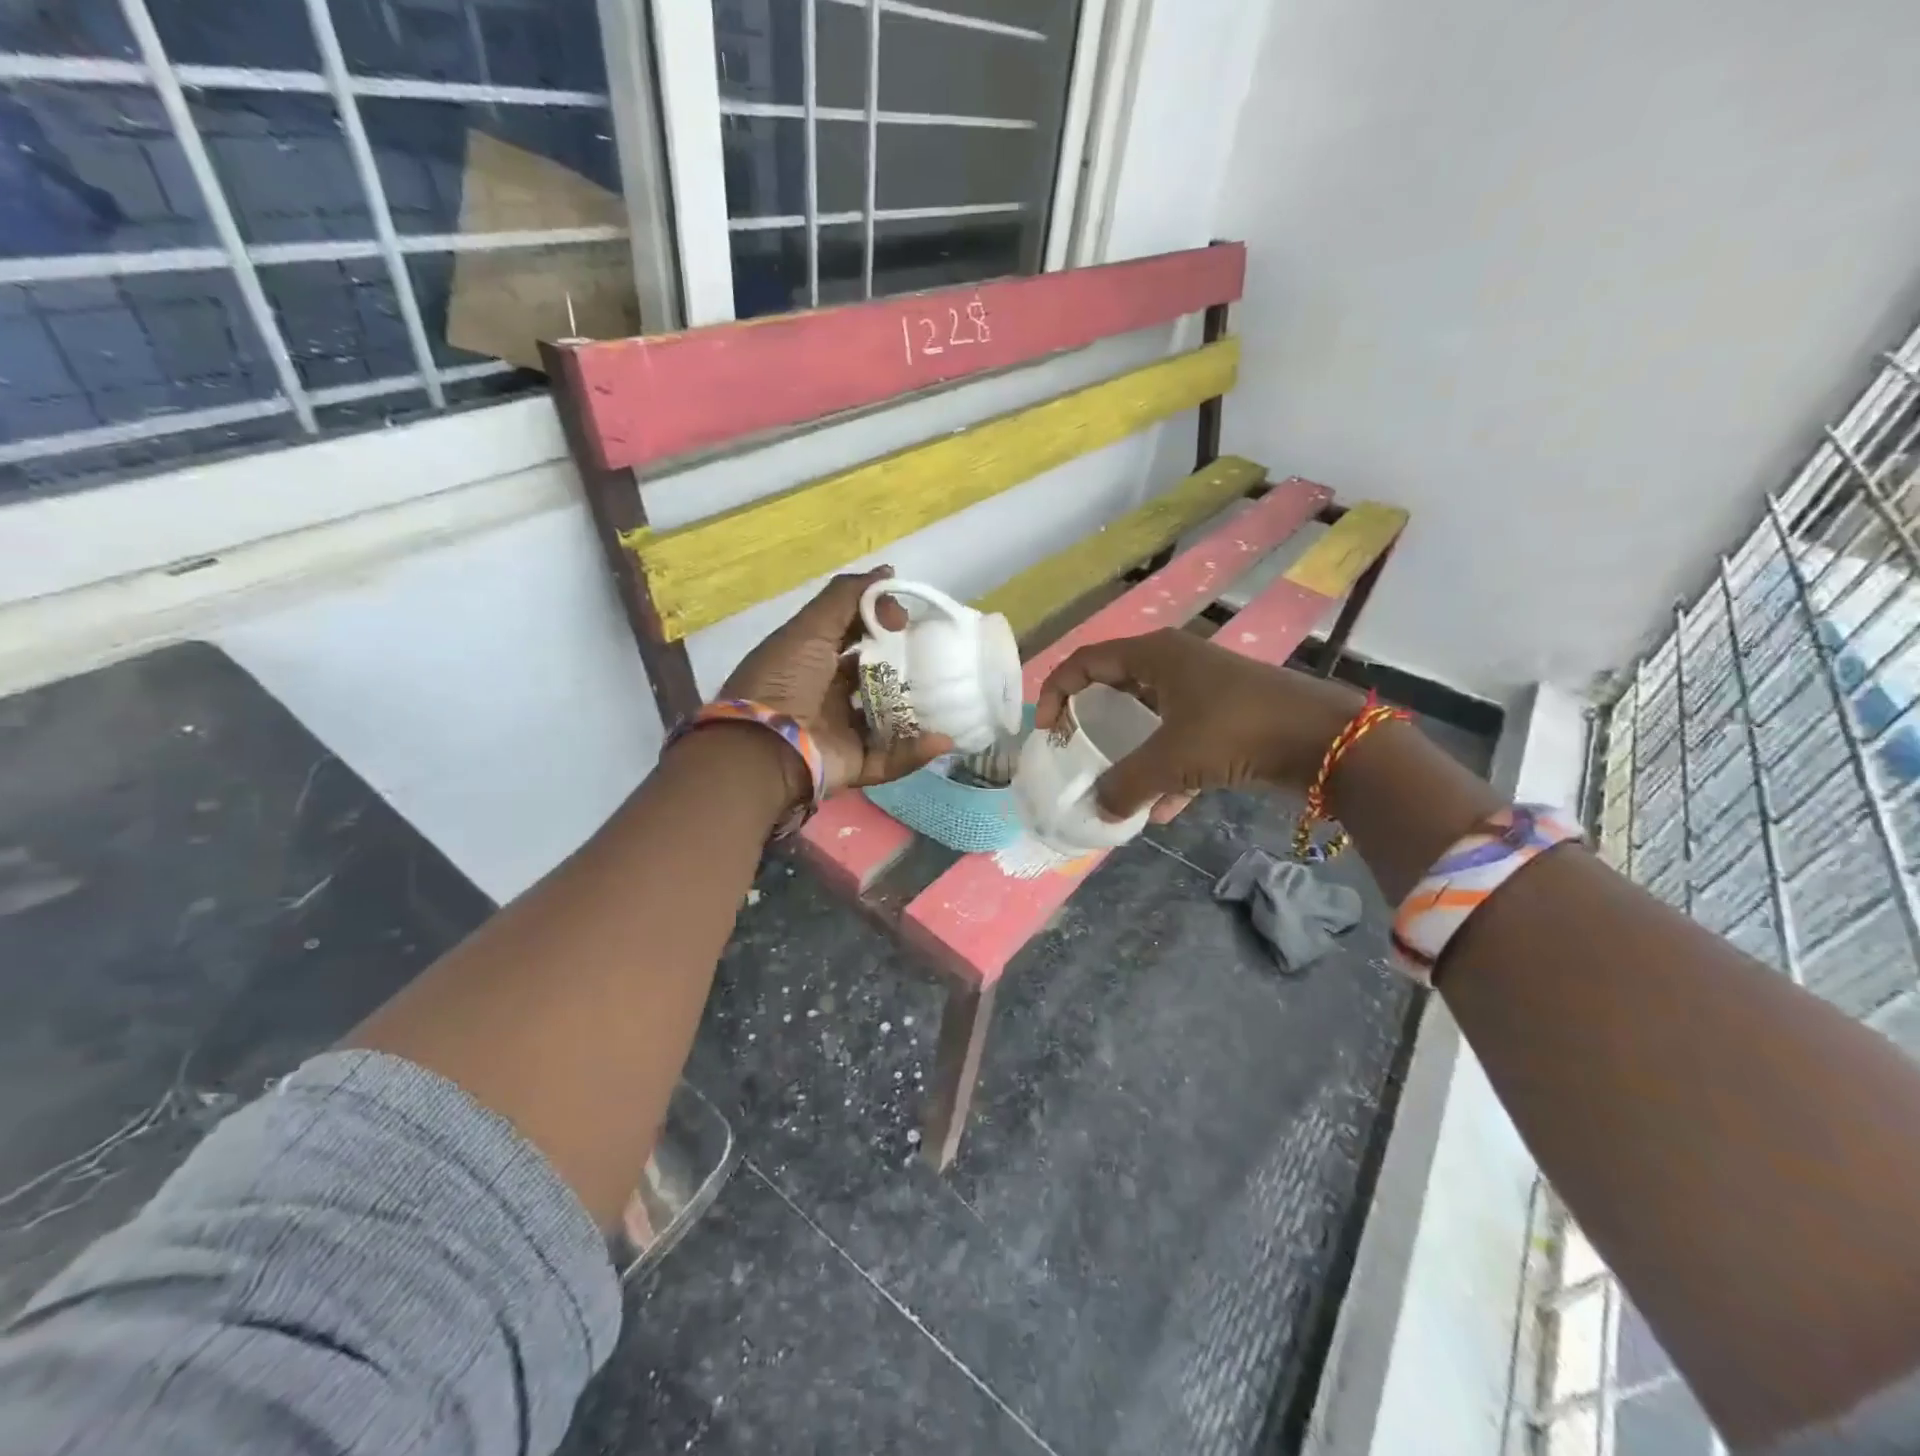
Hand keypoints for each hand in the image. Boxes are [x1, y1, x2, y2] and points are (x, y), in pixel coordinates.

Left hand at [722, 567, 954, 798]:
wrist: (762, 750)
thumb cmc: (784, 681)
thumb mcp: (809, 629)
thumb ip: (846, 597)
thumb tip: (888, 573)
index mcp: (811, 662)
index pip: (853, 638)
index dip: (880, 625)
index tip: (907, 620)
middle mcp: (826, 696)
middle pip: (874, 679)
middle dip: (905, 669)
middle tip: (938, 658)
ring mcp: (840, 732)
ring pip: (888, 720)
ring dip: (917, 711)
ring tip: (950, 697)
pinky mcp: (853, 765)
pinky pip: (890, 759)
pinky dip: (916, 751)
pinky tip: (942, 738)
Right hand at [1034, 630, 1365, 818]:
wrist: (1326, 740)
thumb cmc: (1238, 731)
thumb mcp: (1172, 759)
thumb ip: (1126, 785)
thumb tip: (1098, 811)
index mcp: (1154, 655)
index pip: (1086, 661)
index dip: (1056, 691)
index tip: (1046, 730)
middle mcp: (1175, 665)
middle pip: (1115, 688)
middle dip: (1092, 724)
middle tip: (1076, 754)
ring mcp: (1203, 691)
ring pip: (1149, 718)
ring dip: (1131, 754)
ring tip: (1116, 790)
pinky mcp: (1227, 719)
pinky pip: (1182, 742)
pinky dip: (1169, 772)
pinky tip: (1164, 811)